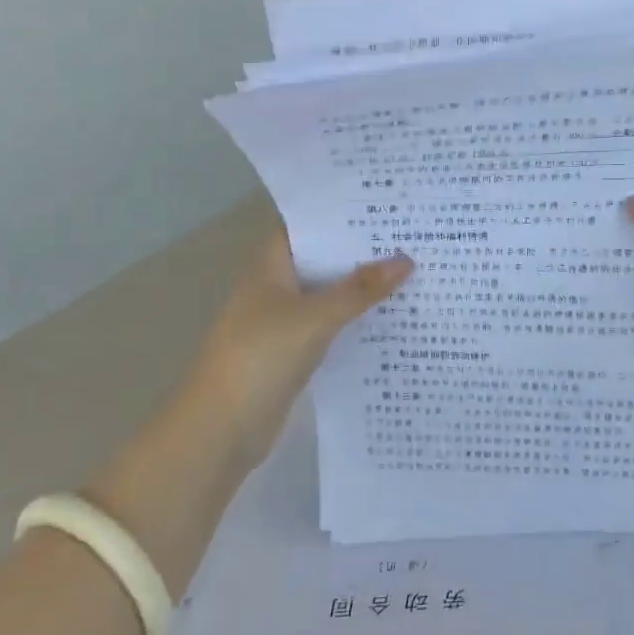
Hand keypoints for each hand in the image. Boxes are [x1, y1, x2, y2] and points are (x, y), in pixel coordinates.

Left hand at [185, 227, 412, 470]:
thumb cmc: (261, 357)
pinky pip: (329, 326)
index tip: (380, 205)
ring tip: (411, 270)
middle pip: (321, 260)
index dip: (338, 214)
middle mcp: (275, 288)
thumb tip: (406, 259)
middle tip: (409, 235)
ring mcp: (283, 322)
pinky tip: (389, 317)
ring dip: (360, 287)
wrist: (222, 429)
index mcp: (270, 267)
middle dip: (359, 250)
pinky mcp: (293, 353)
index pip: (305, 227)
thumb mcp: (314, 317)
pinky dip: (354, 320)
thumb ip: (359, 290)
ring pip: (328, 294)